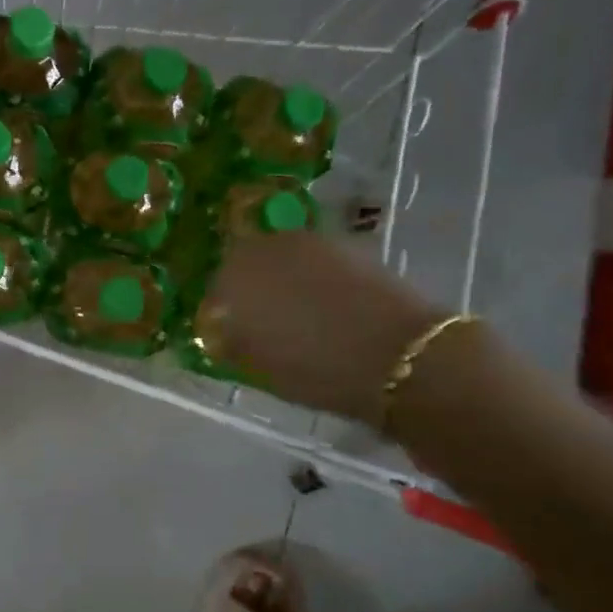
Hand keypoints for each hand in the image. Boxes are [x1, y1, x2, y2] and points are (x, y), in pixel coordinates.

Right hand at [209, 232, 442, 427]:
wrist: (398, 356)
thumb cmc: (317, 370)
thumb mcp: (260, 367)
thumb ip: (231, 342)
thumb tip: (220, 332)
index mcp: (233, 277)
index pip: (214, 290)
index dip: (222, 313)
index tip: (231, 334)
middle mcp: (263, 248)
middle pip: (245, 263)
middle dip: (249, 287)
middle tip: (262, 320)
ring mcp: (307, 241)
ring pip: (280, 258)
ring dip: (282, 279)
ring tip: (298, 312)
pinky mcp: (344, 245)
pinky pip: (314, 260)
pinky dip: (313, 277)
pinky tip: (327, 305)